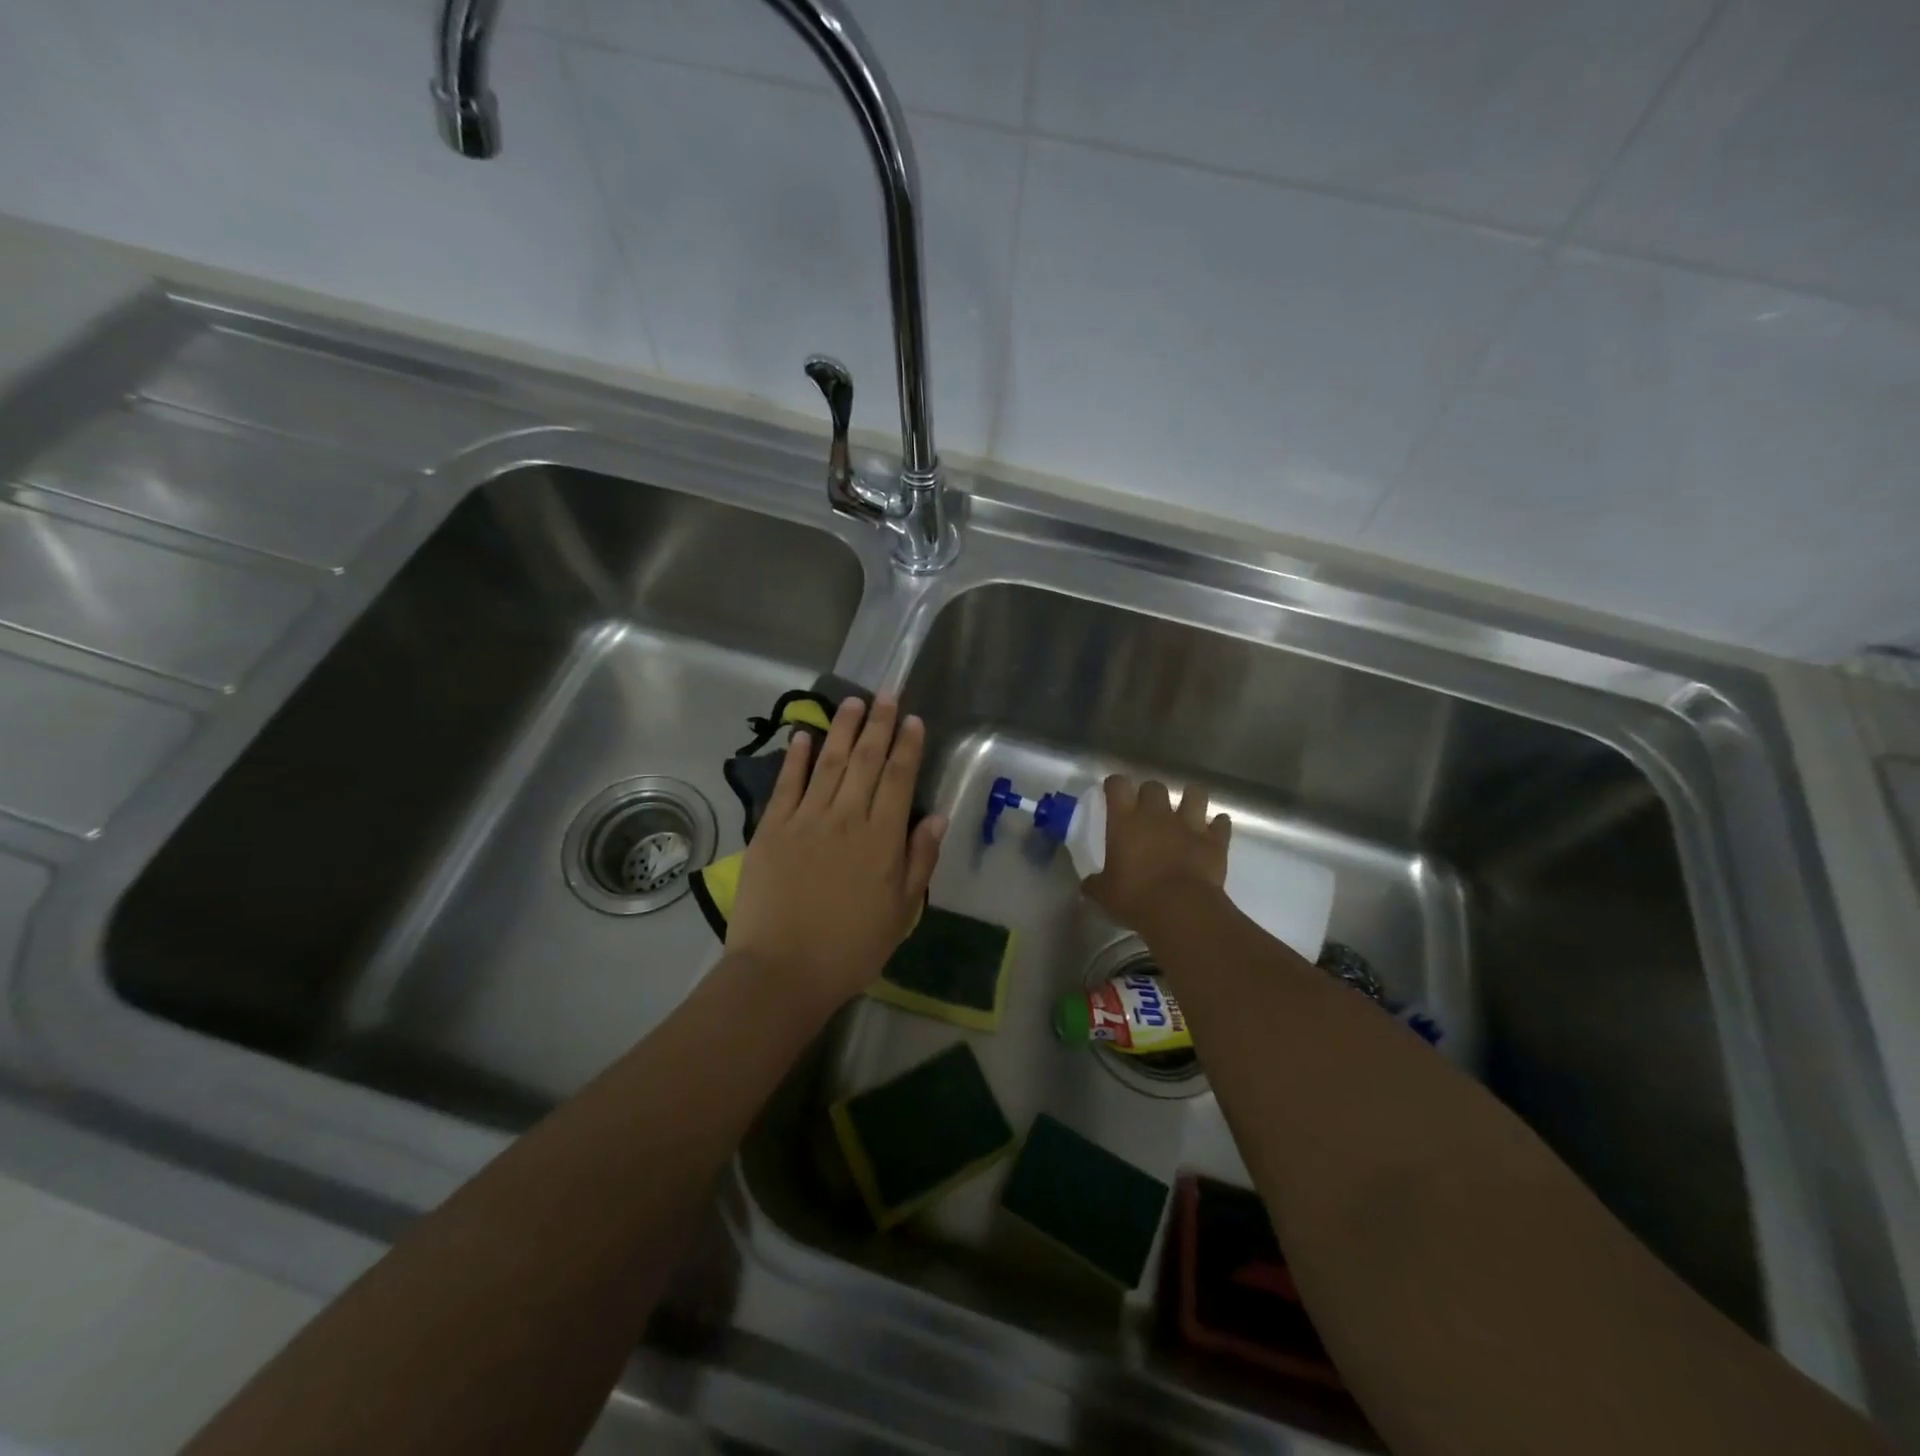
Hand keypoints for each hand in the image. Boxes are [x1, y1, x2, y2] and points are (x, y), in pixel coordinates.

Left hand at [727, 695, 947, 1011]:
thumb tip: (937, 816)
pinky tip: (803, 736)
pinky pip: (786, 785)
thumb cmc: (851, 947)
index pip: (899, 779)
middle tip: (885, 694)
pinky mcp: (771, 829)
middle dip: (878, 724)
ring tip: (851, 702)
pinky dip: (796, 758)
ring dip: (842, 730)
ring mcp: (805, 820)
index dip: (907, 746)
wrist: (782, 970)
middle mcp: (846, 818)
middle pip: (866, 761)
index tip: (912, 720)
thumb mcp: (901, 912)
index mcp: (882, 839)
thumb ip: (920, 860)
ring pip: (829, 764)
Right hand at [1083, 775, 1230, 932]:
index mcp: (1125, 821)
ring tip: (1186, 809)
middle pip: (1154, 786)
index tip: (1113, 792)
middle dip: (1150, 793)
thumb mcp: (1104, 894)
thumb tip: (1087, 884)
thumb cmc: (1135, 898)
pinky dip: (1217, 825)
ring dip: (1190, 798)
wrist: (1181, 910)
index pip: (1118, 785)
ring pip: (1194, 794)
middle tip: (1147, 809)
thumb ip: (1095, 883)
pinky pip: (1221, 823)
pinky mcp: (1214, 840)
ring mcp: (1189, 824)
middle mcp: (1156, 814)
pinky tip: (1214, 830)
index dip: (1115, 785)